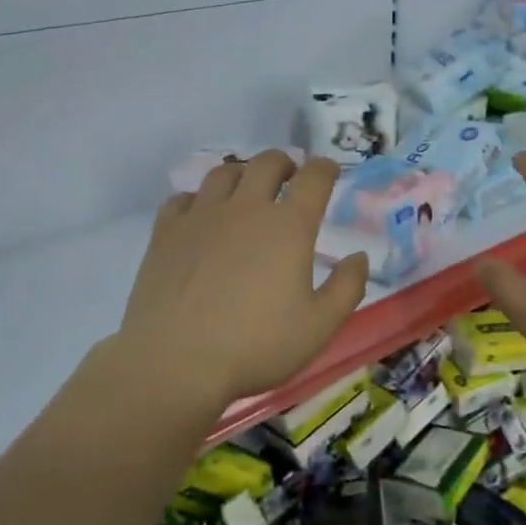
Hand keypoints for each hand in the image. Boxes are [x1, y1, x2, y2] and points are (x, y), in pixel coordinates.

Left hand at [116, 151, 369, 405]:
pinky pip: (183, 198)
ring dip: (242, 174)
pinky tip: (200, 216)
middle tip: (289, 179)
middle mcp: (246, 208)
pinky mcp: (166, 232)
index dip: (325, 169)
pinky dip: (198, 199)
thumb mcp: (319, 326)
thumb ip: (348, 287)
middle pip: (267, 162)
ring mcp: (202, 216)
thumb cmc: (256, 345)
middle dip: (284, 163)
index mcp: (288, 226)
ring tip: (246, 191)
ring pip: (224, 172)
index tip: (328, 173)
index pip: (314, 177)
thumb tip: (359, 257)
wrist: (175, 362)